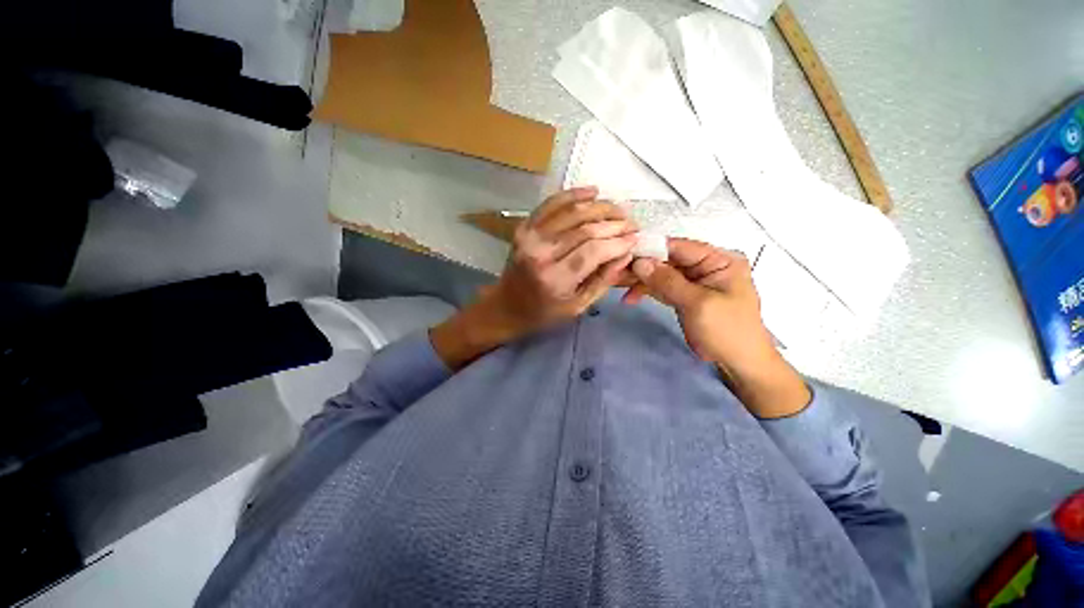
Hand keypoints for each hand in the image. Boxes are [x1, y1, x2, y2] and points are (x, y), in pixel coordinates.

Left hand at [431, 187, 637, 368]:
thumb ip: (603, 280)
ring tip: (618, 209)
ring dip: (600, 207)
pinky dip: (573, 194)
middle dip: (614, 223)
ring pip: (572, 211)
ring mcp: (530, 236)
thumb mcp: (578, 307)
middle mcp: (541, 253)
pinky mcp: (524, 227)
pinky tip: (593, 192)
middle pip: (585, 228)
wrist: (506, 305)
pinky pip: (552, 203)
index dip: (618, 241)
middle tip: (631, 223)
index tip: (634, 238)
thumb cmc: (544, 312)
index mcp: (555, 279)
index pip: (594, 251)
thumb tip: (626, 254)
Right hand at [627, 238, 809, 417]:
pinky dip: (646, 291)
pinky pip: (662, 287)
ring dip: (640, 280)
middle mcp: (706, 265)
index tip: (625, 255)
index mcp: (719, 260)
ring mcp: (694, 281)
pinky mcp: (684, 295)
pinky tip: (630, 298)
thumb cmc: (727, 331)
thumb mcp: (698, 304)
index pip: (679, 247)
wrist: (739, 363)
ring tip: (617, 285)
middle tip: (615, 273)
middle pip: (667, 259)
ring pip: (661, 273)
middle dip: (642, 267)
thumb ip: (668, 281)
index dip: (651, 249)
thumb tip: (640, 262)